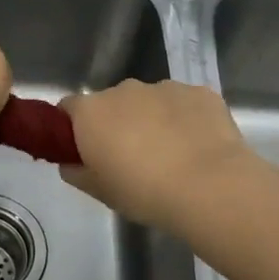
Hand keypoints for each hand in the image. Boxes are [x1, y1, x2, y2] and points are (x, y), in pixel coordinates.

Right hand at [60, 80, 263, 234]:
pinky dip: (185, 119)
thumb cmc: (144, 192)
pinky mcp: (200, 93)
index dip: (72, 129)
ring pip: (150, 101)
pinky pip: (184, 104)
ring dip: (152, 120)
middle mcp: (124, 90)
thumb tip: (71, 164)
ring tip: (171, 156)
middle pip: (111, 103)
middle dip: (116, 124)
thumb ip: (77, 173)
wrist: (210, 187)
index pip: (68, 109)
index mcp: (92, 111)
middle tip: (130, 159)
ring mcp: (164, 87)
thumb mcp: (100, 192)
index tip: (84, 151)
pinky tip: (198, 148)